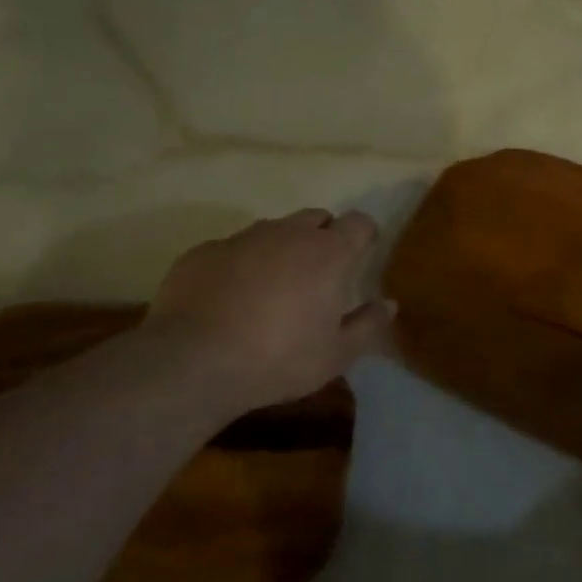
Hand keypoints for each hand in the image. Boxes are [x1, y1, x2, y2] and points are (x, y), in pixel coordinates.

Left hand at [143, 209, 392, 411]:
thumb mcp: (336, 355)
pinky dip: (241, 264)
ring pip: (273, 230)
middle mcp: (287, 234)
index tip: (363, 255)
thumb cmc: (278, 359)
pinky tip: (230, 298)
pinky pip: (232, 248)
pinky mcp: (202, 252)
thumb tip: (389, 304)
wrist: (192, 363)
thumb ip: (368, 325)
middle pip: (316, 218)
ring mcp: (241, 239)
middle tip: (320, 274)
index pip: (358, 223)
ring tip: (274, 287)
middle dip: (324, 236)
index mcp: (327, 254)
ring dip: (282, 248)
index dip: (364, 235)